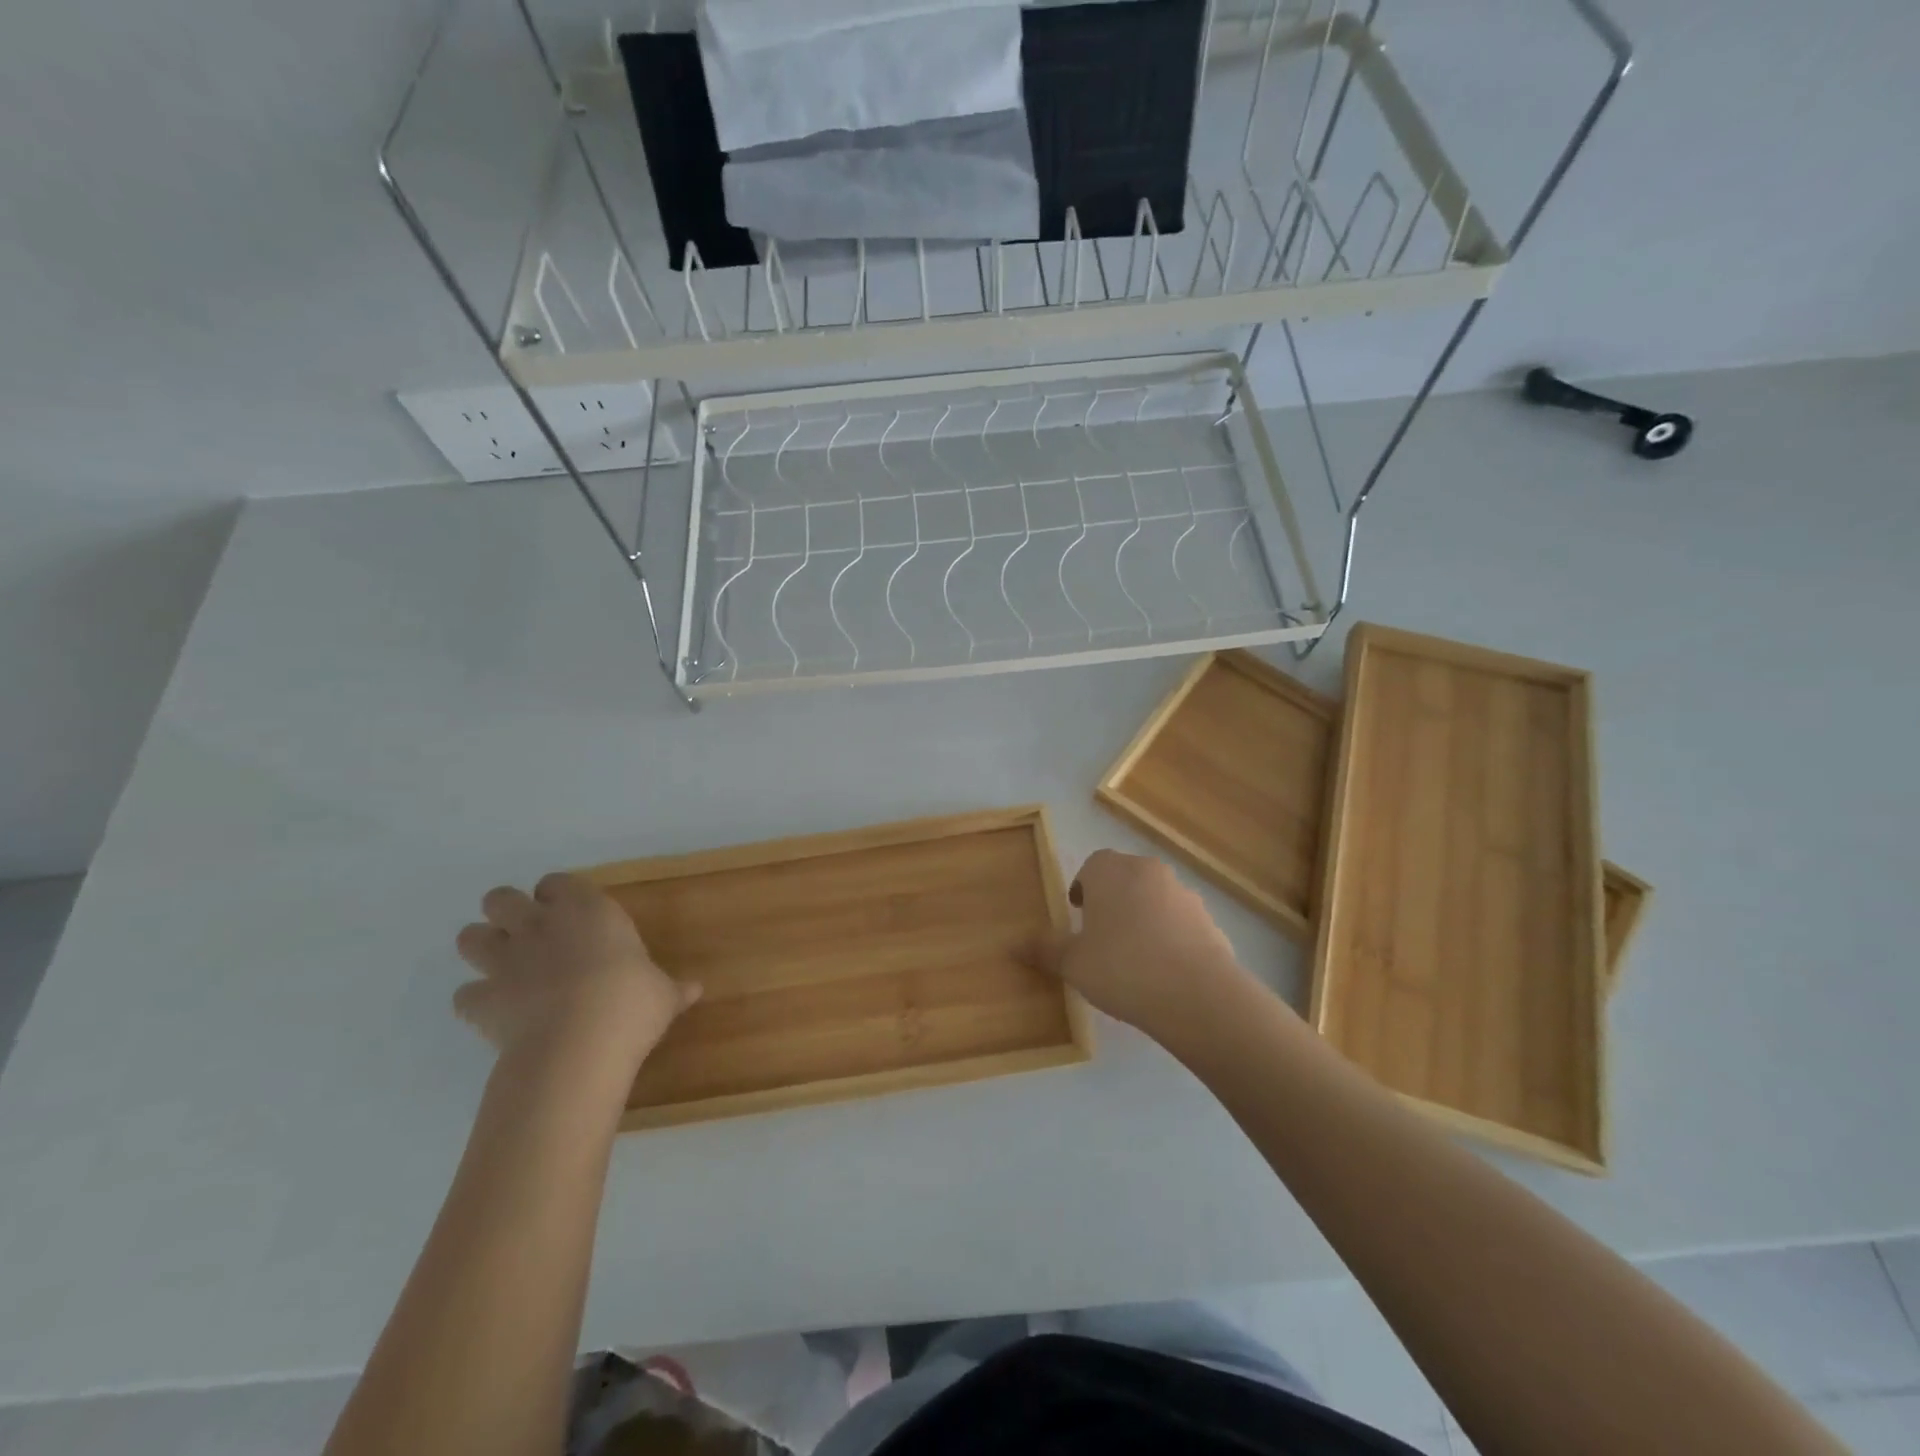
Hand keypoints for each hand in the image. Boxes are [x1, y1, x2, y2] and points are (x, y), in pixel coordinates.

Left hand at [453, 873, 699, 1066]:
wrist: (578, 1045)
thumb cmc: (630, 1004)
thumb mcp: (663, 995)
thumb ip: (673, 989)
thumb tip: (696, 990)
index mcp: (588, 911)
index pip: (558, 882)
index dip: (559, 896)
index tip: (570, 913)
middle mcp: (540, 925)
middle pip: (501, 898)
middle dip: (508, 912)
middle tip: (529, 934)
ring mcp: (505, 961)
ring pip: (470, 937)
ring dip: (483, 948)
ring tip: (503, 966)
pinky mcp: (482, 1000)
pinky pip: (465, 995)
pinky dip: (476, 1001)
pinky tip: (494, 1012)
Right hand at [1028, 850, 1261, 1045]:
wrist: (1197, 995)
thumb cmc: (1122, 967)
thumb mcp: (1074, 963)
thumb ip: (1045, 950)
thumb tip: (1012, 945)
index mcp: (1112, 871)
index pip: (1092, 865)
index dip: (1084, 888)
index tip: (1079, 914)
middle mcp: (1149, 872)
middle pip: (1125, 878)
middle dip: (1113, 901)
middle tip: (1102, 936)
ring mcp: (1185, 894)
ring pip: (1155, 899)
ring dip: (1144, 918)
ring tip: (1135, 958)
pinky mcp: (1211, 921)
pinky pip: (1181, 924)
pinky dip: (1171, 938)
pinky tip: (1165, 973)